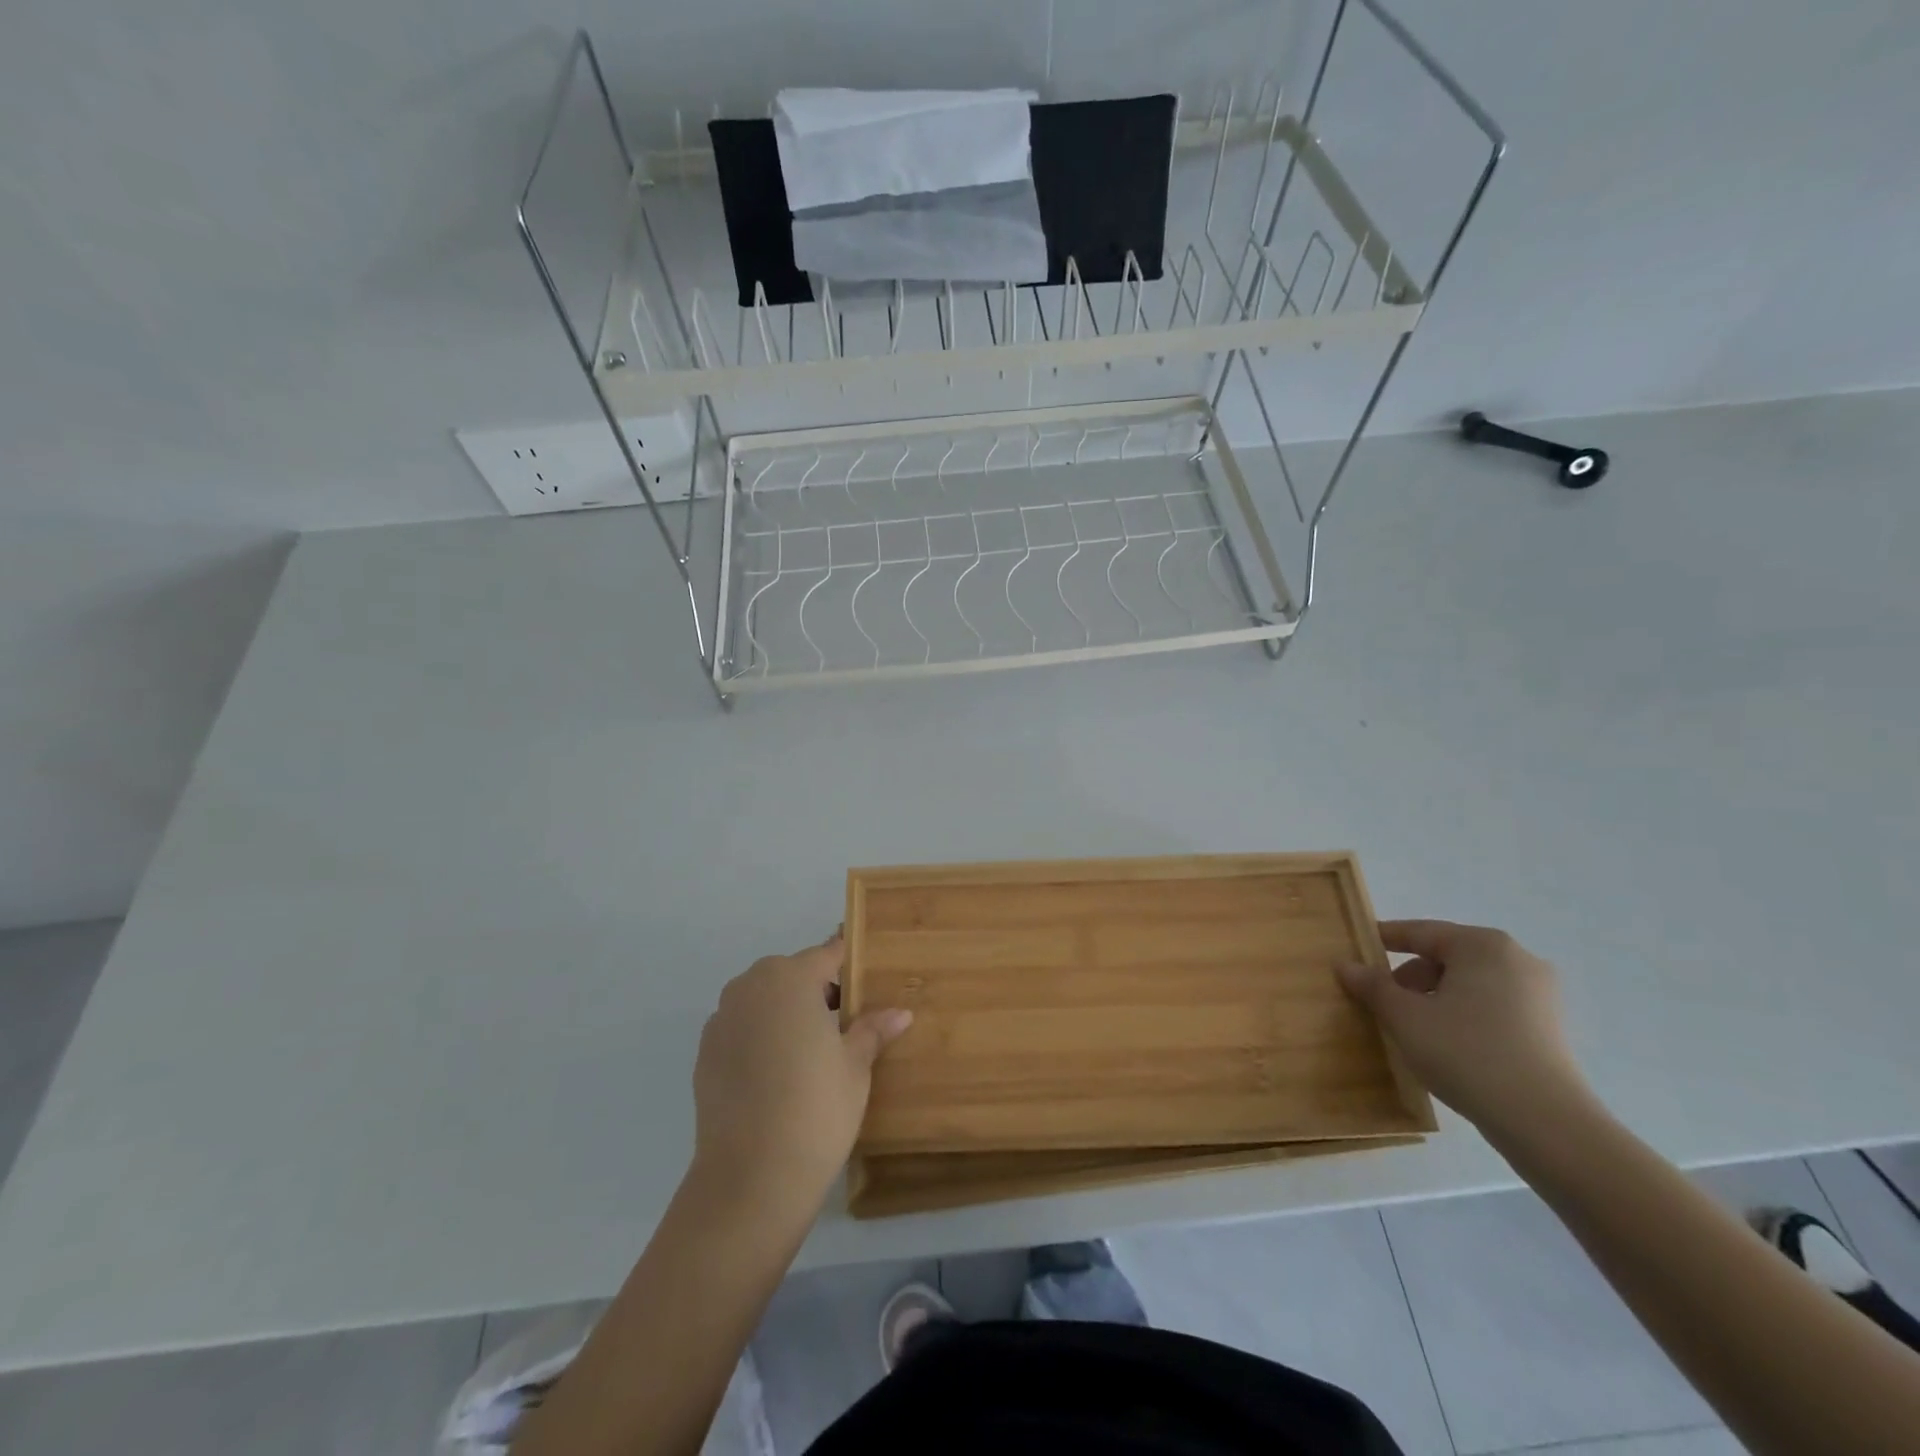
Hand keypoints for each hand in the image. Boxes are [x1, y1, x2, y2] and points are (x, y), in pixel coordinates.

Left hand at [690, 935, 911, 1216]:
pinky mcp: (704, 1053)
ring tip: (811, 1052)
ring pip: (763, 1000)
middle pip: (792, 974)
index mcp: (790, 978)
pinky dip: (760, 1038)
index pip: (827, 955)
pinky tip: (777, 1075)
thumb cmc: (816, 1109)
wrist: (750, 1179)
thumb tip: (900, 1013)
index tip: (868, 980)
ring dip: (785, 1013)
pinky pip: (742, 1029)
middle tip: (844, 1025)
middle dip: (816, 990)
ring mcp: (722, 1019)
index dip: (850, 965)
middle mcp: (751, 986)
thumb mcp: (855, 1067)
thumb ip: (872, 1030)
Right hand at [1337, 920, 1594, 1140]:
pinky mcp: (1549, 1027)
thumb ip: (1372, 986)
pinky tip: (1446, 1044)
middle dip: (1410, 977)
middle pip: (1446, 957)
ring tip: (1411, 1028)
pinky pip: (1491, 1007)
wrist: (1546, 1123)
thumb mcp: (1405, 1017)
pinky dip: (1463, 1015)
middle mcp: (1517, 959)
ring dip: (1435, 998)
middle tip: (1381, 1001)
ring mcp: (1539, 994)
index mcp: (1482, 945)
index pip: (1420, 932)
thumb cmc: (1467, 1053)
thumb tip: (1345, 965)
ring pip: (1469, 984)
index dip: (1383, 939)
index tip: (1356, 948)